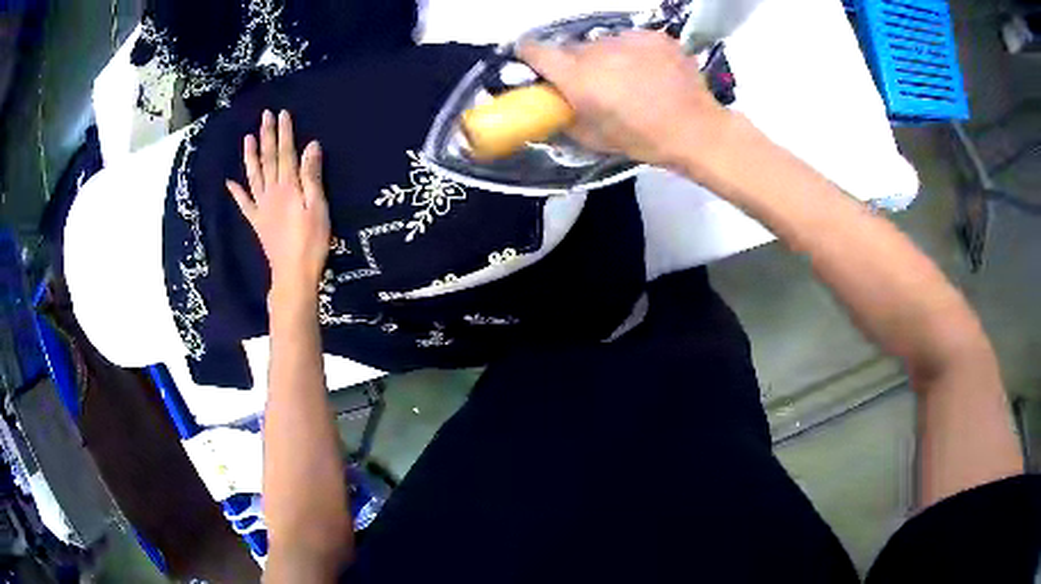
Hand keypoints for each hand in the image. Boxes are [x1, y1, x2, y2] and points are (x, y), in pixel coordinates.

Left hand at [226, 110, 330, 302]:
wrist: (293, 273)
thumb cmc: (311, 241)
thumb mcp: (318, 206)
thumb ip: (312, 176)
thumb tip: (310, 146)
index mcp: (288, 187)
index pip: (286, 153)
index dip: (284, 132)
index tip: (282, 114)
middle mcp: (271, 192)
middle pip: (268, 159)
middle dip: (267, 136)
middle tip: (264, 116)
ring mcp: (261, 207)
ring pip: (254, 176)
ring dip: (250, 156)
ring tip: (247, 138)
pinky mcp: (257, 221)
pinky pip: (244, 204)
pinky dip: (236, 192)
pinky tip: (230, 182)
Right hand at [518, 31, 731, 170]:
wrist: (696, 130)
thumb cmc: (643, 139)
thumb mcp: (593, 139)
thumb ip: (564, 118)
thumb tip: (552, 108)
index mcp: (577, 76)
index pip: (535, 50)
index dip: (529, 55)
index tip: (532, 62)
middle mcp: (597, 50)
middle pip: (572, 48)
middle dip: (575, 63)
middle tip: (593, 83)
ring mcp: (627, 39)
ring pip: (603, 43)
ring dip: (607, 57)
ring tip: (628, 78)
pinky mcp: (653, 36)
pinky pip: (631, 40)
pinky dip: (634, 52)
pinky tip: (649, 71)